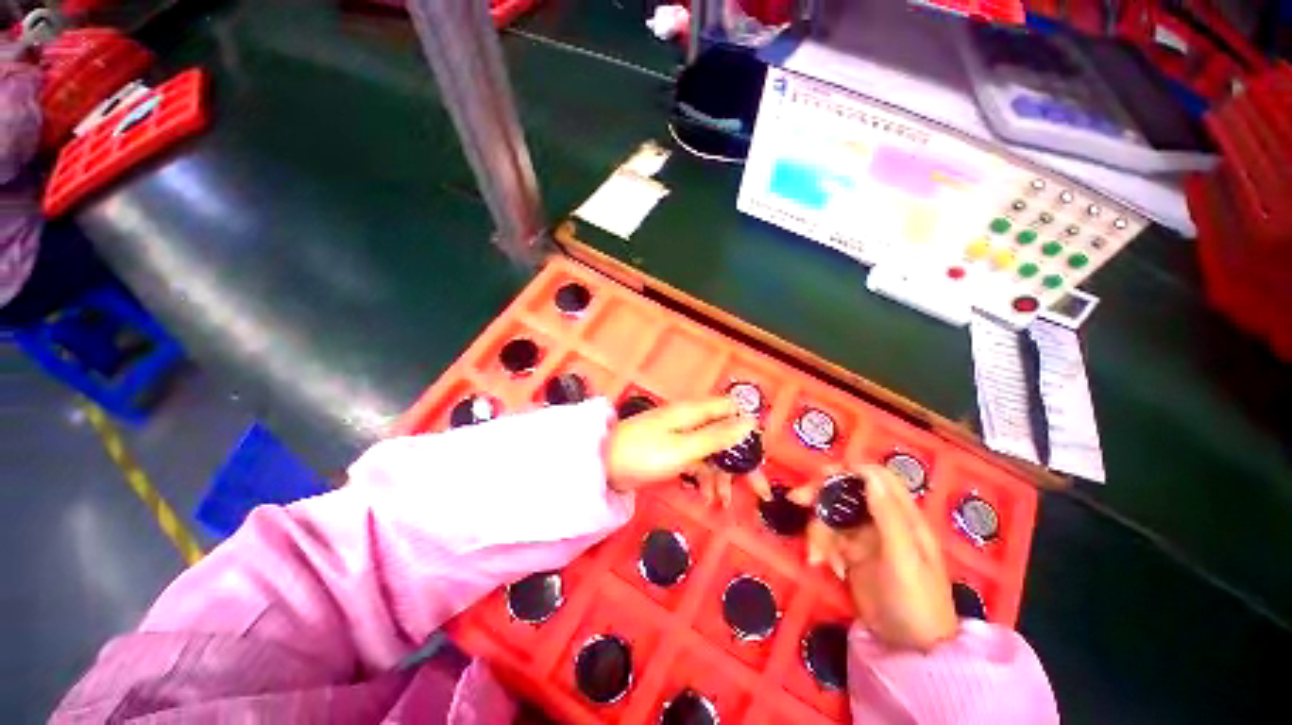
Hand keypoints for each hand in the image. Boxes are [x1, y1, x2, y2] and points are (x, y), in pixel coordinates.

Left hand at [606, 397, 755, 499]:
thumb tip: (751, 422)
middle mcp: (691, 420)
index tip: (759, 457)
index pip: (732, 411)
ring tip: (725, 503)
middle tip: (759, 491)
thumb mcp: (683, 448)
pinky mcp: (673, 452)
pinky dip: (705, 478)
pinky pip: (697, 462)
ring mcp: (682, 437)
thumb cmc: (642, 454)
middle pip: (726, 435)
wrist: (603, 466)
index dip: (748, 430)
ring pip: (713, 452)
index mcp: (694, 412)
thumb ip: (717, 436)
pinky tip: (707, 498)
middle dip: (741, 462)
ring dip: (723, 476)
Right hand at [807, 465, 957, 651]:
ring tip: (817, 557)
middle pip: (845, 492)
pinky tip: (827, 568)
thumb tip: (868, 473)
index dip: (850, 470)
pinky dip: (821, 549)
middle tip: (797, 500)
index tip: (824, 475)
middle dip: (820, 495)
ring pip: (831, 515)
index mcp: (902, 515)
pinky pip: (827, 538)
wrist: (909, 649)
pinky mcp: (849, 553)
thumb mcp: (904, 557)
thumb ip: (888, 515)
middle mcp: (881, 520)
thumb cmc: (916, 600)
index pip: (876, 477)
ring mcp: (863, 536)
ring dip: (818, 532)